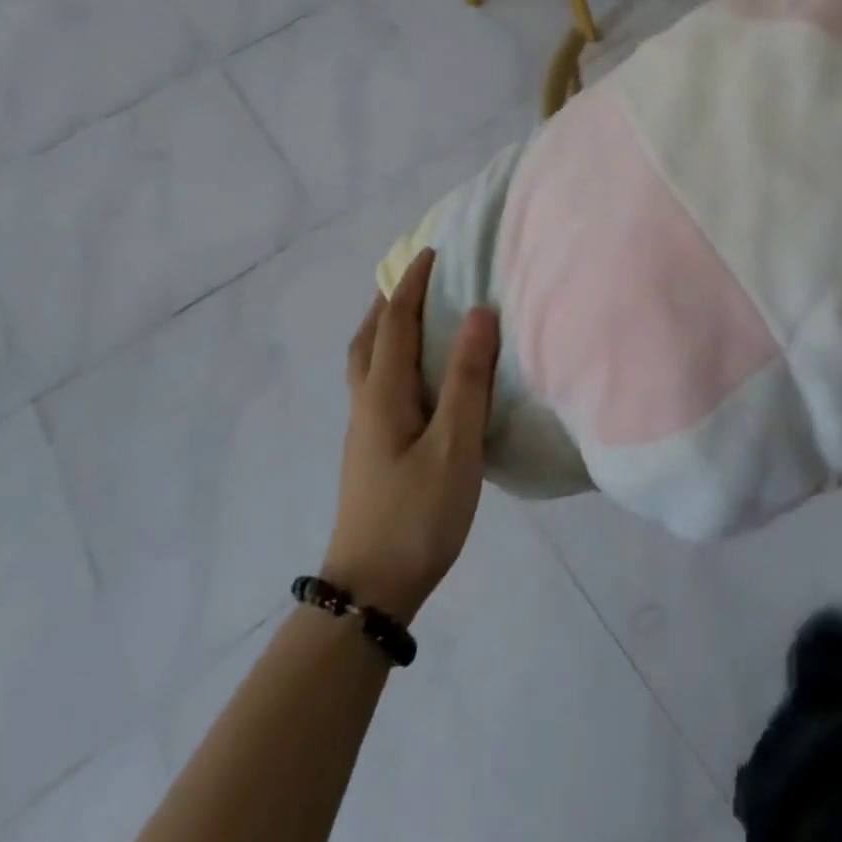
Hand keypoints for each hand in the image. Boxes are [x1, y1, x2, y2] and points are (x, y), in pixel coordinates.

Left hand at [321, 249, 497, 624]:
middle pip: (368, 339)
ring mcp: (364, 431)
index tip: (432, 252)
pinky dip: (390, 360)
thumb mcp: (455, 445)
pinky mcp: (371, 452)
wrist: (371, 589)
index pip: (395, 323)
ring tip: (413, 318)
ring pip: (367, 364)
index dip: (412, 285)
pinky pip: (376, 385)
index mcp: (384, 394)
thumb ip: (468, 380)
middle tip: (416, 280)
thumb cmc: (417, 514)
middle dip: (389, 302)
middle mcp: (366, 404)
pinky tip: (415, 379)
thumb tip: (477, 313)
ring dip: (385, 331)